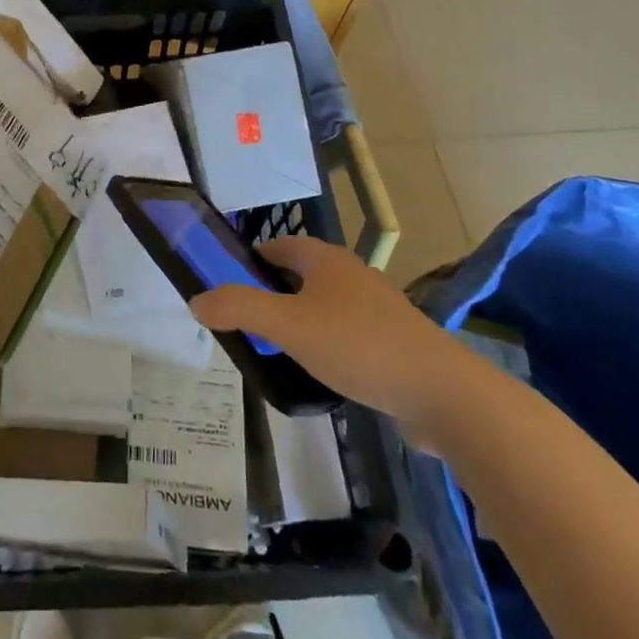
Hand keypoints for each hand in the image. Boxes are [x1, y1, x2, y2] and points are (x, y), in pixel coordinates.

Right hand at [189, 236, 482, 437]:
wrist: (442, 393)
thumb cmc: (357, 345)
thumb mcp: (286, 325)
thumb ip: (238, 309)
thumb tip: (196, 300)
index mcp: (325, 259)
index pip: (277, 245)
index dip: (248, 260)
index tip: (225, 286)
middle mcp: (350, 275)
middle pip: (298, 275)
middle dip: (269, 294)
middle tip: (243, 323)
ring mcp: (375, 309)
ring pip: (321, 306)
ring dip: (296, 322)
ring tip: (274, 351)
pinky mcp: (391, 342)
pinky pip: (344, 335)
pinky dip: (323, 345)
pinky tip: (315, 373)